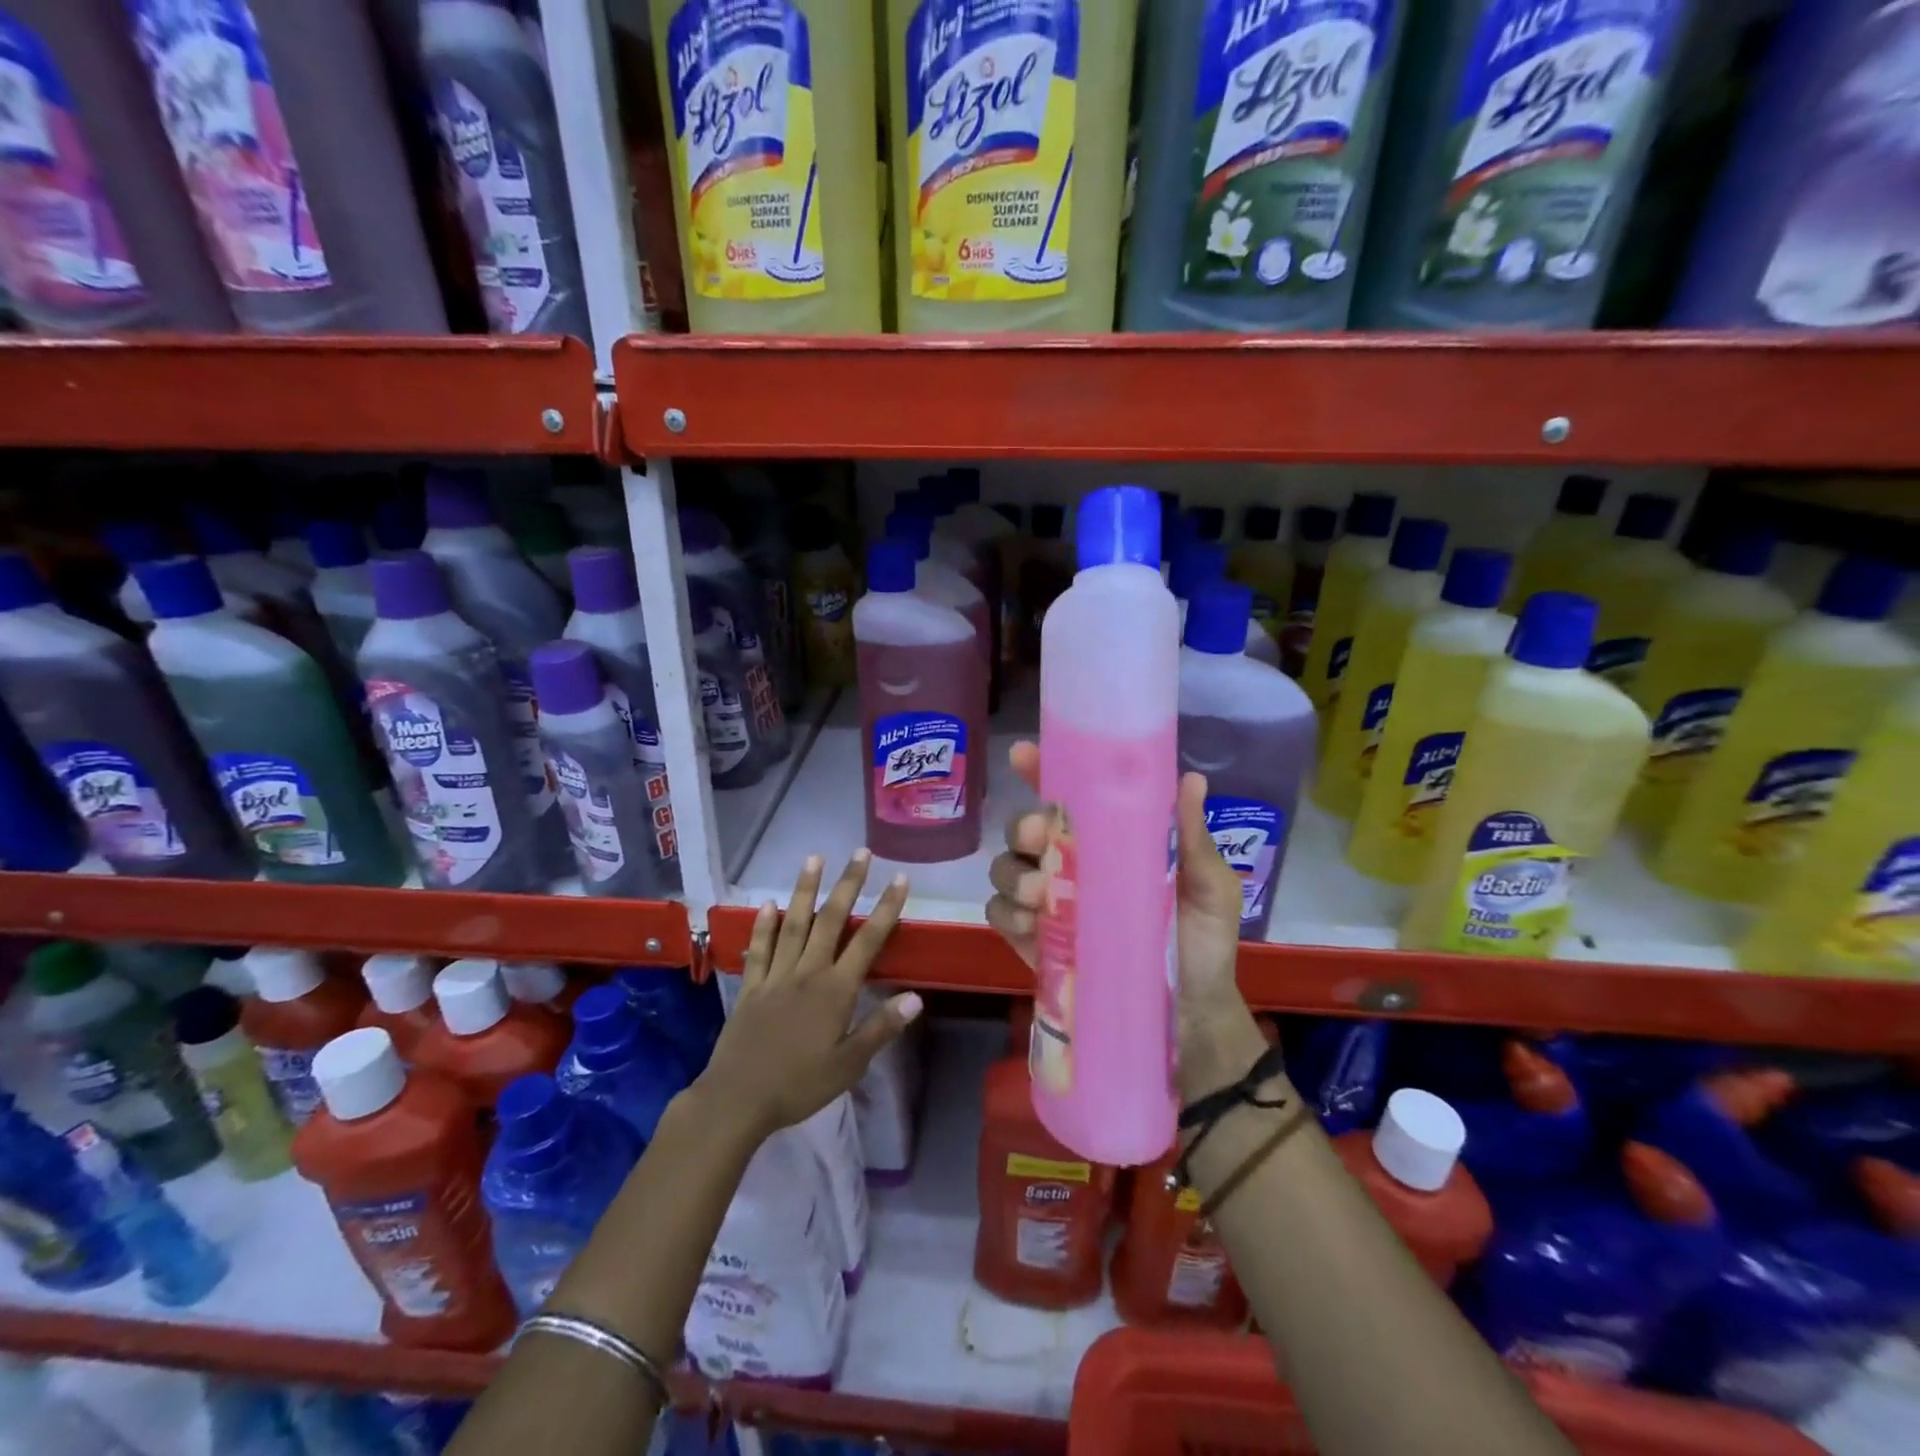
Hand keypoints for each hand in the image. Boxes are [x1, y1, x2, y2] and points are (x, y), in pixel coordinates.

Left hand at [699, 851, 922, 1140]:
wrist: (738, 1099)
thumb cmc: (799, 1085)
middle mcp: (807, 972)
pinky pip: (759, 949)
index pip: (868, 941)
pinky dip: (763, 925)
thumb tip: (916, 997)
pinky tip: (768, 904)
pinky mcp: (750, 987)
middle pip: (831, 920)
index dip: (886, 908)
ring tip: (813, 859)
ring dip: (805, 890)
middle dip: (848, 884)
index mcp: (836, 990)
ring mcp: (775, 976)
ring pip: (793, 924)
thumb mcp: (849, 1064)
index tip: (899, 878)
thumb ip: (881, 1027)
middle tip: (860, 853)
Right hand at [985, 742, 1261, 1090]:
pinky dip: (1004, 913)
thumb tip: (1190, 780)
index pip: (1068, 796)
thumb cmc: (1203, 945)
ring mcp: (1048, 905)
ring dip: (1010, 874)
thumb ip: (1192, 840)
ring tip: (1036, 896)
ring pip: (1004, 869)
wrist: (1190, 1020)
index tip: (1023, 755)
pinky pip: (999, 916)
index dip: (1040, 771)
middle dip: (1022, 827)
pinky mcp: (1033, 943)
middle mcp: (1071, 865)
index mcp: (1109, 842)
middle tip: (1038, 838)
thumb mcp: (1210, 889)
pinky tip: (1028, 924)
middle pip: (1024, 830)